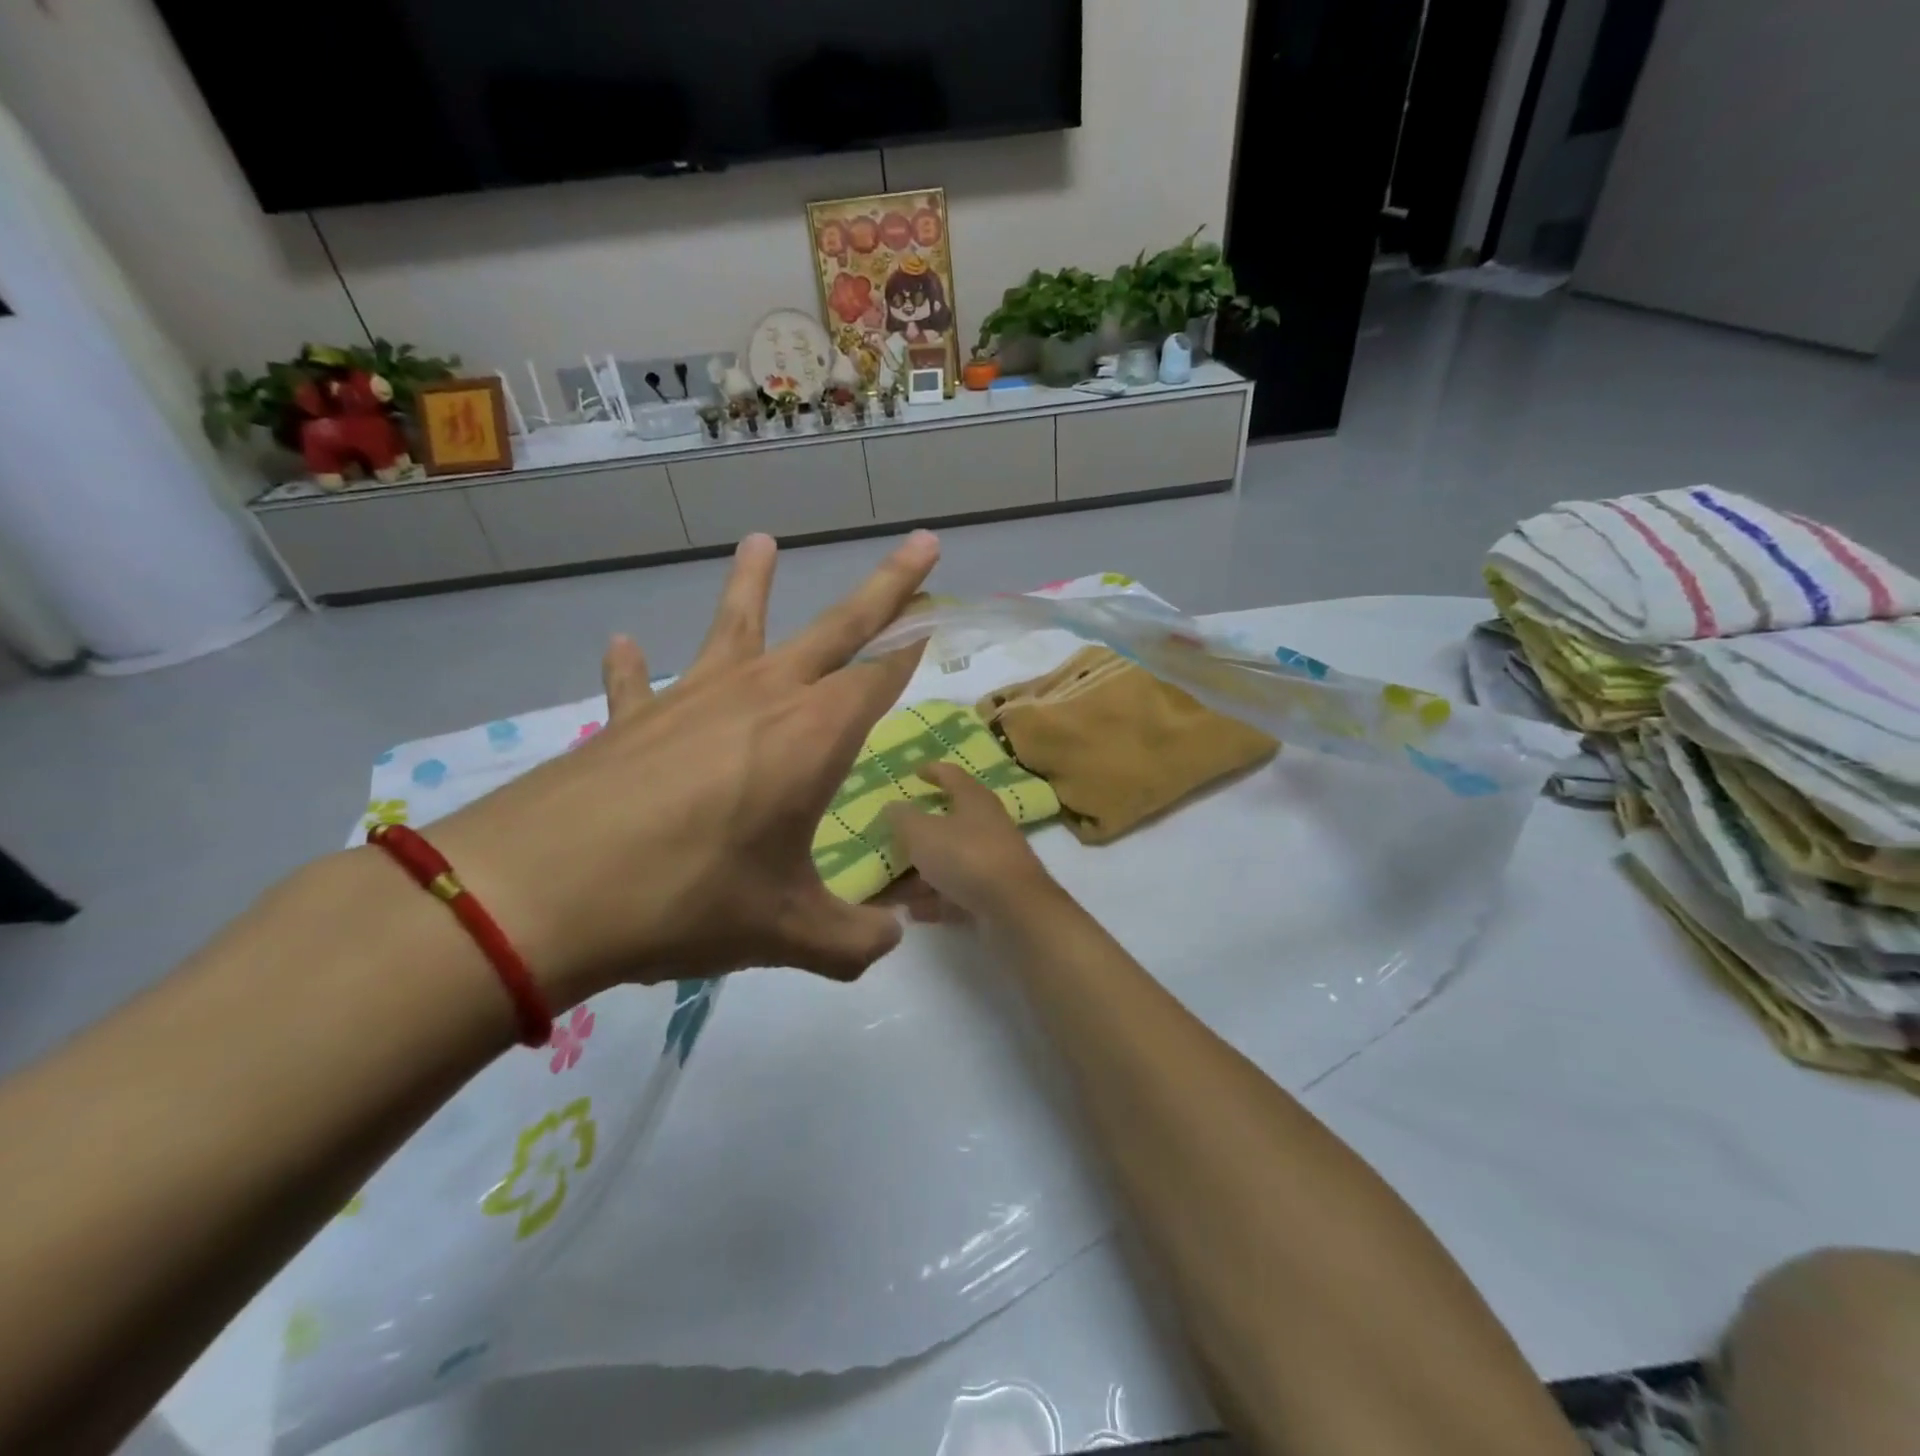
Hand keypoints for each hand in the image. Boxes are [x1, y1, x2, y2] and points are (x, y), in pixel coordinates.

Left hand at [424, 531, 939, 1004]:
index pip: (881, 677)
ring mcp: (691, 700)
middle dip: (888, 586)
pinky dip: (633, 666)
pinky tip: (624, 645)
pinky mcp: (630, 720)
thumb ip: (852, 942)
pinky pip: (638, 683)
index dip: (914, 652)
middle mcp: (761, 698)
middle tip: (923, 543)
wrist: (540, 894)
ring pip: (736, 625)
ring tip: (761, 541)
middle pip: (838, 628)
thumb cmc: (687, 901)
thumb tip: (891, 942)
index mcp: (812, 736)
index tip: (938, 624)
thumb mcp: (786, 933)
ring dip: (753, 583)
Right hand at [882, 764, 1058, 923]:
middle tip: (890, 838)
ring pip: (949, 862)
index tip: (915, 772)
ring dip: (920, 874)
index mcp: (974, 800)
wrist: (1014, 910)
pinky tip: (910, 911)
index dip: (933, 771)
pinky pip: (955, 893)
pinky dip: (934, 900)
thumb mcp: (922, 832)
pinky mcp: (992, 895)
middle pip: (948, 823)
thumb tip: (892, 806)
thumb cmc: (966, 857)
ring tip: (889, 886)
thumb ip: (902, 818)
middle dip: (917, 833)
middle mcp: (986, 826)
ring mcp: (991, 862)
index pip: (952, 775)